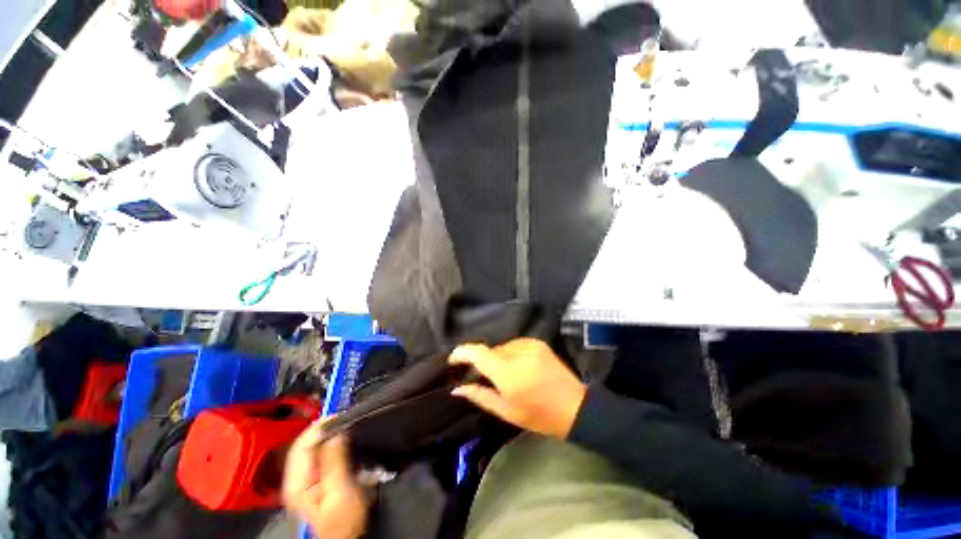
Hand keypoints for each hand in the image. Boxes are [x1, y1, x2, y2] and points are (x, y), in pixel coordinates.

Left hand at [283, 425, 368, 538]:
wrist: (346, 536)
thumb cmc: (344, 518)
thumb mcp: (341, 491)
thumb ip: (335, 460)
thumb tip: (336, 431)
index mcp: (297, 483)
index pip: (301, 445)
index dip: (319, 427)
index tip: (340, 414)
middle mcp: (296, 479)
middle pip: (305, 444)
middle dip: (324, 428)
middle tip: (346, 417)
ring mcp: (304, 480)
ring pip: (312, 448)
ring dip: (328, 434)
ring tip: (346, 425)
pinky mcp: (315, 479)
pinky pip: (320, 454)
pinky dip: (331, 443)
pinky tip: (344, 440)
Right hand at [449, 338, 586, 438]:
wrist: (574, 407)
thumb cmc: (538, 416)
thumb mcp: (506, 411)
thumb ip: (480, 396)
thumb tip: (457, 388)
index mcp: (508, 373)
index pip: (478, 353)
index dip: (462, 353)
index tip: (453, 359)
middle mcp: (517, 353)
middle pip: (490, 350)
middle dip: (484, 361)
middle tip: (486, 377)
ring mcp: (529, 345)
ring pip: (502, 347)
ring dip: (498, 358)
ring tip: (506, 374)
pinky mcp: (538, 342)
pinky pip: (515, 345)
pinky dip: (511, 354)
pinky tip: (519, 367)